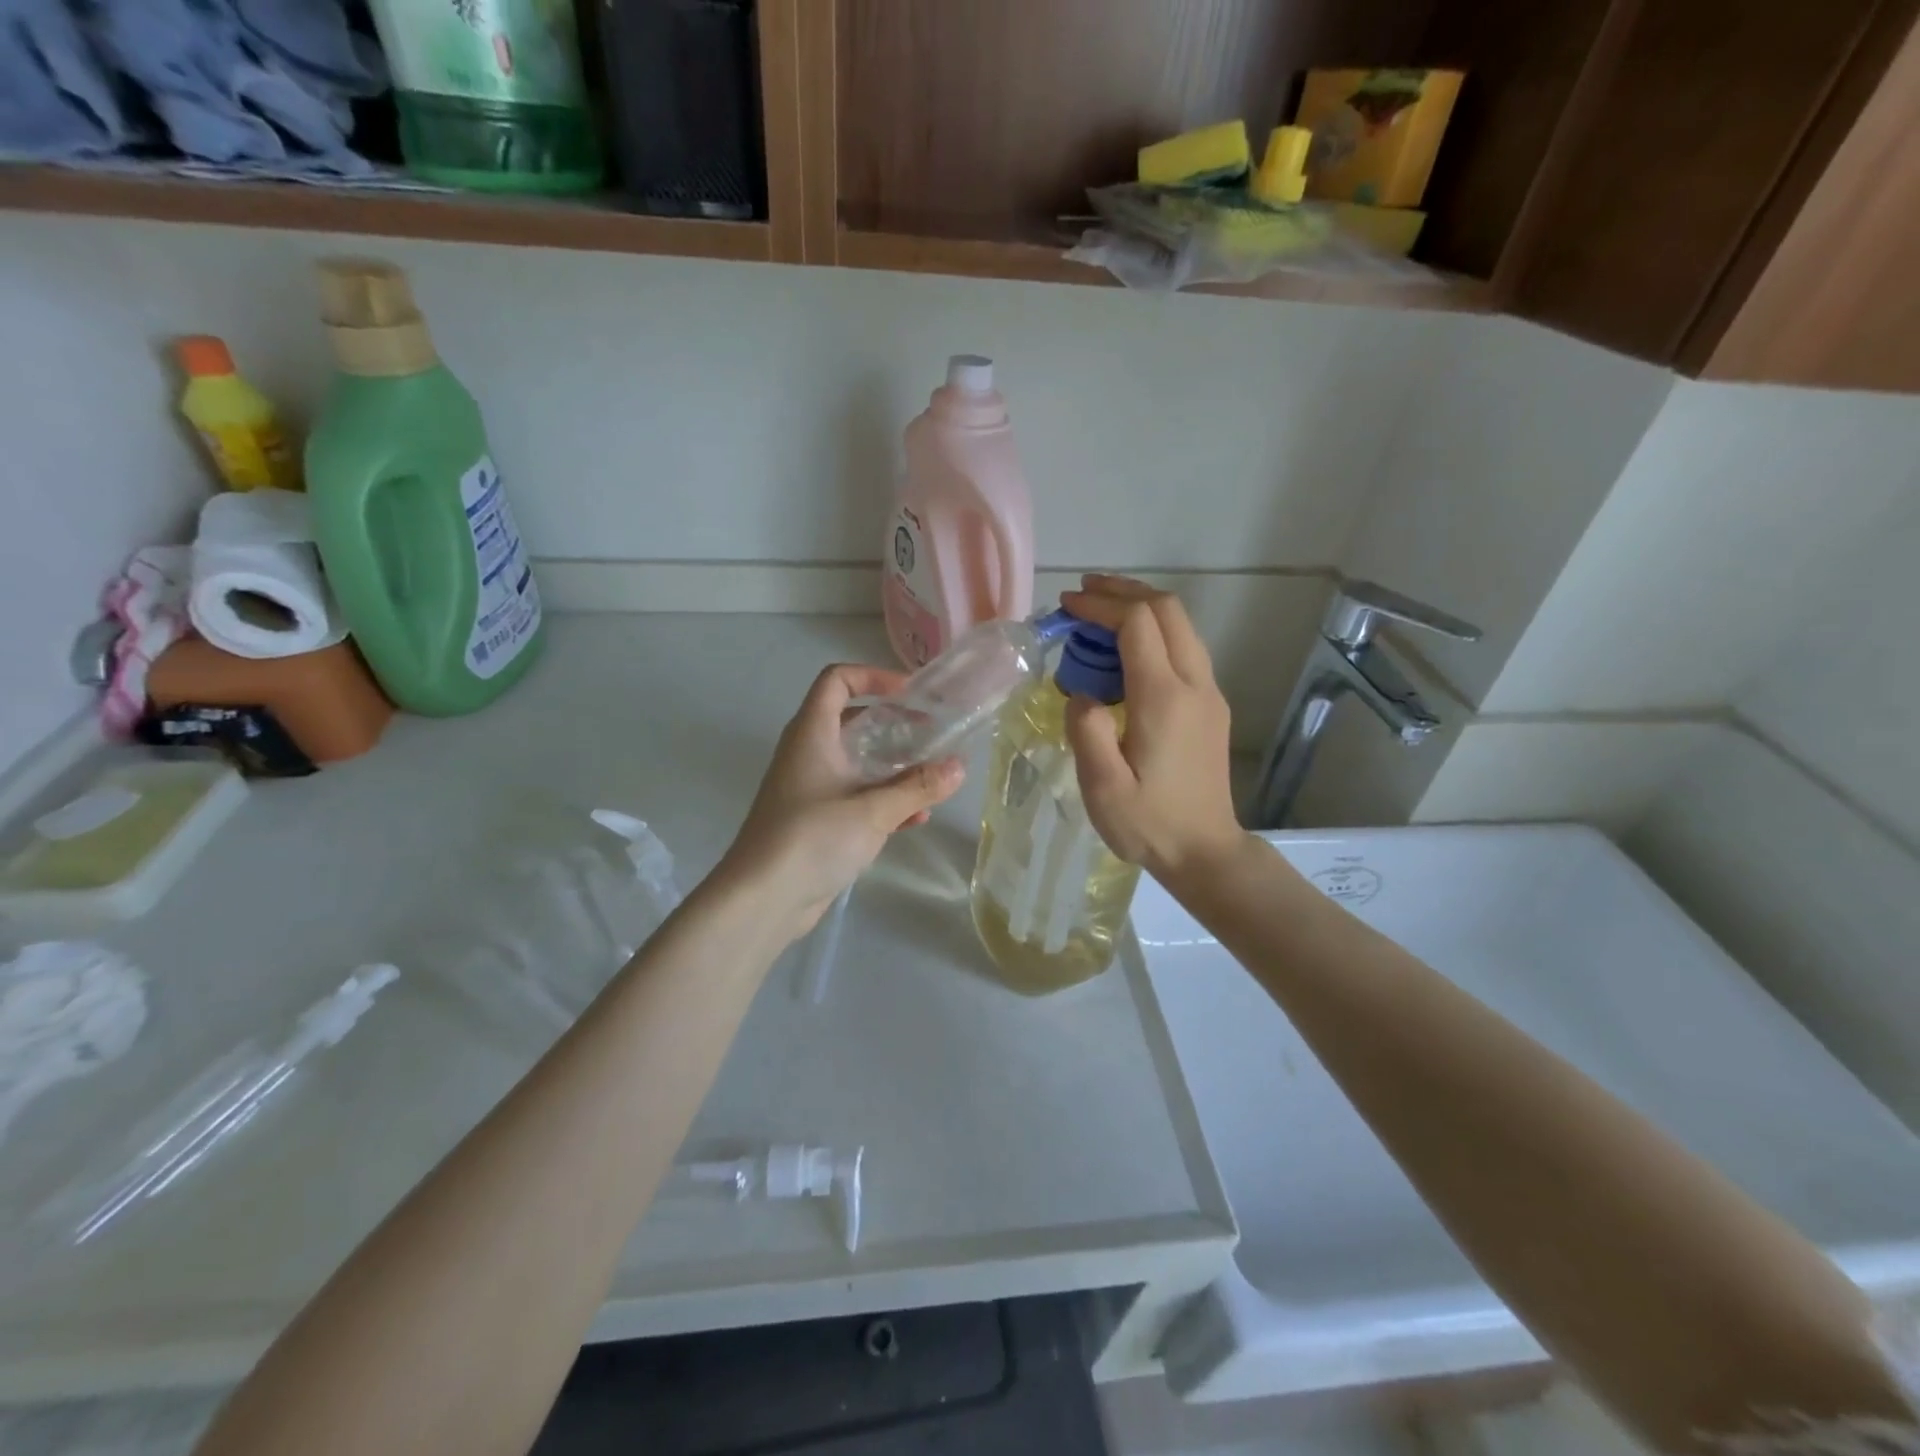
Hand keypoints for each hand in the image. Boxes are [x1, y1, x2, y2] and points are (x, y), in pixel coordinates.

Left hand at [719, 664, 963, 940]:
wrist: (762, 899)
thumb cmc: (812, 838)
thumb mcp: (874, 810)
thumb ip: (918, 787)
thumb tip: (959, 766)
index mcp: (813, 733)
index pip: (837, 680)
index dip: (873, 676)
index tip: (911, 693)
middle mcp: (809, 753)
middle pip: (853, 720)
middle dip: (894, 725)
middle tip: (932, 734)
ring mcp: (811, 788)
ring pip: (858, 762)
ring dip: (894, 767)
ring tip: (932, 778)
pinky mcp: (816, 821)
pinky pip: (856, 797)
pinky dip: (884, 800)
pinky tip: (915, 819)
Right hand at [1058, 575, 1241, 883]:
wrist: (1205, 851)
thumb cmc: (1149, 823)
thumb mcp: (1102, 787)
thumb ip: (1086, 731)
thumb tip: (1081, 693)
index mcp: (1164, 698)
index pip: (1137, 623)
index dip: (1100, 604)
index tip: (1066, 605)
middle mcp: (1194, 684)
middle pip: (1167, 609)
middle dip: (1124, 591)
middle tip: (1083, 593)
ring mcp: (1209, 693)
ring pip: (1181, 625)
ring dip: (1141, 607)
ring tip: (1100, 612)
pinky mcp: (1211, 705)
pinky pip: (1185, 648)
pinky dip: (1153, 632)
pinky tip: (1125, 651)